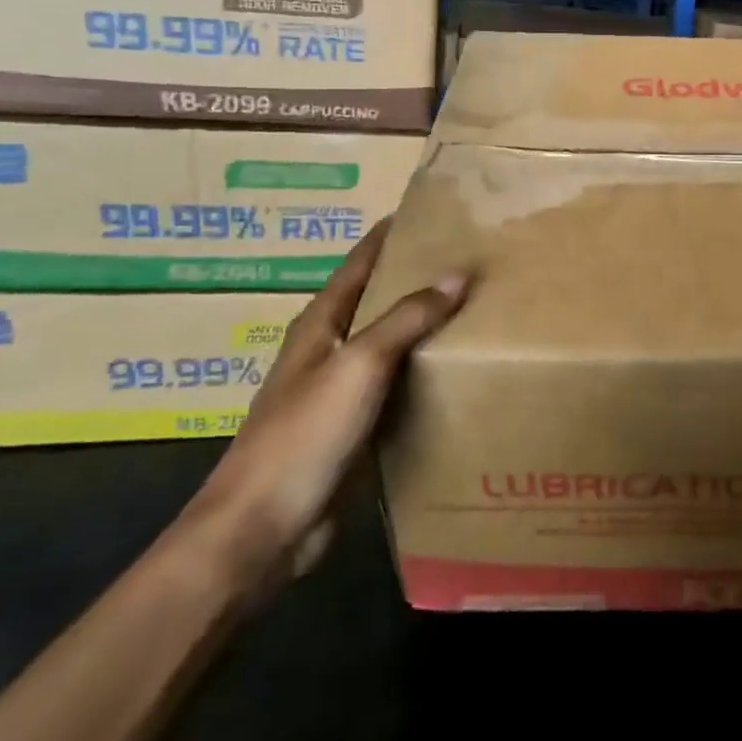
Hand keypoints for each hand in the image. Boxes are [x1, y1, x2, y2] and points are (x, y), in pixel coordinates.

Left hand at [177, 222, 468, 595]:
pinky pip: (399, 385)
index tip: (435, 210)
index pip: (360, 261)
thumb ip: (407, 318)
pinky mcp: (356, 428)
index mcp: (321, 322)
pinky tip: (460, 370)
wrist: (262, 530)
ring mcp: (342, 391)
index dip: (392, 233)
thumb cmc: (303, 435)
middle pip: (379, 299)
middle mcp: (331, 348)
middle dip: (419, 276)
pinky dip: (426, 370)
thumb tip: (457, 274)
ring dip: (427, 325)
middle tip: (473, 256)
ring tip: (478, 305)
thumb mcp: (359, 365)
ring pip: (393, 343)